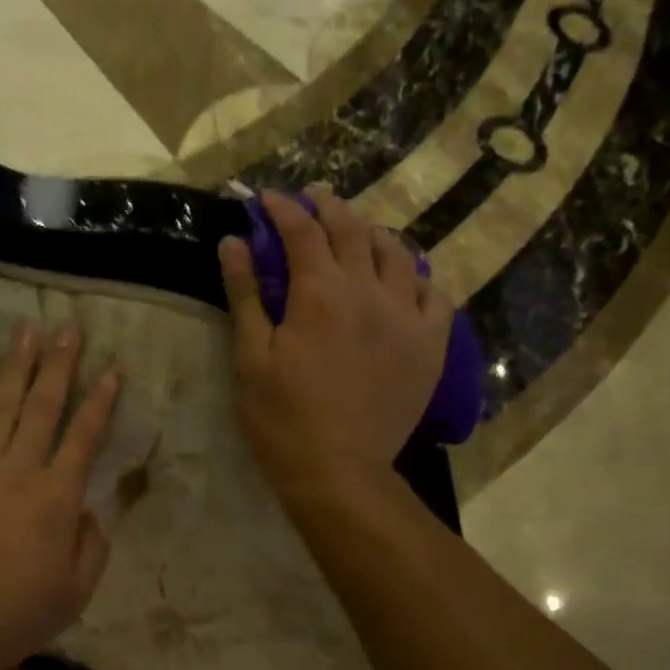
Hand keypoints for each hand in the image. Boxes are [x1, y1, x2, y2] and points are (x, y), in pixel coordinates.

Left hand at [0, 321, 118, 669]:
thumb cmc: (18, 615)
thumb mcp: (77, 590)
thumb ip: (92, 544)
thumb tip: (88, 509)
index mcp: (57, 498)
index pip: (84, 438)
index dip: (100, 402)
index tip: (111, 370)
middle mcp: (19, 471)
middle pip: (43, 408)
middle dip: (59, 366)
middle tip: (67, 328)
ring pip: (1, 408)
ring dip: (15, 368)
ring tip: (26, 332)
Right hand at [218, 187, 449, 499]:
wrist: (339, 471)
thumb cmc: (283, 419)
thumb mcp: (251, 358)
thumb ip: (245, 295)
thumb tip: (233, 243)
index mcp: (320, 293)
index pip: (302, 232)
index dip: (283, 209)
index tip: (266, 199)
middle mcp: (369, 292)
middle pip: (352, 230)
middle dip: (328, 207)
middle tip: (312, 198)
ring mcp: (407, 317)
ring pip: (398, 254)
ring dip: (373, 234)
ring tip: (358, 233)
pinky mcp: (430, 345)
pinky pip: (435, 294)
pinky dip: (417, 278)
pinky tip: (405, 282)